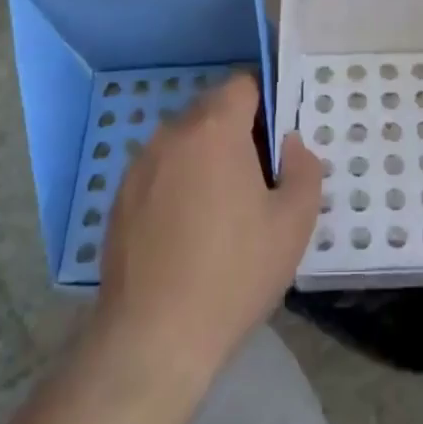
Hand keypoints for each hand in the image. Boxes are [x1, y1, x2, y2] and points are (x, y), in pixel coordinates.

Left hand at [95, 74, 320, 392]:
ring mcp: (139, 167)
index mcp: (214, 130)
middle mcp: (171, 135)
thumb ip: (303, 168)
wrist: (153, 340)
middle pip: (212, 111)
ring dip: (207, 158)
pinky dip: (179, 184)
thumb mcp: (294, 223)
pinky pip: (160, 172)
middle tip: (260, 179)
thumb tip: (289, 145)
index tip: (279, 138)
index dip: (266, 102)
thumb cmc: (234, 273)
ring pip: (184, 142)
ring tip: (224, 210)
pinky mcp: (119, 200)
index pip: (242, 83)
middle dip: (239, 131)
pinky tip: (189, 232)